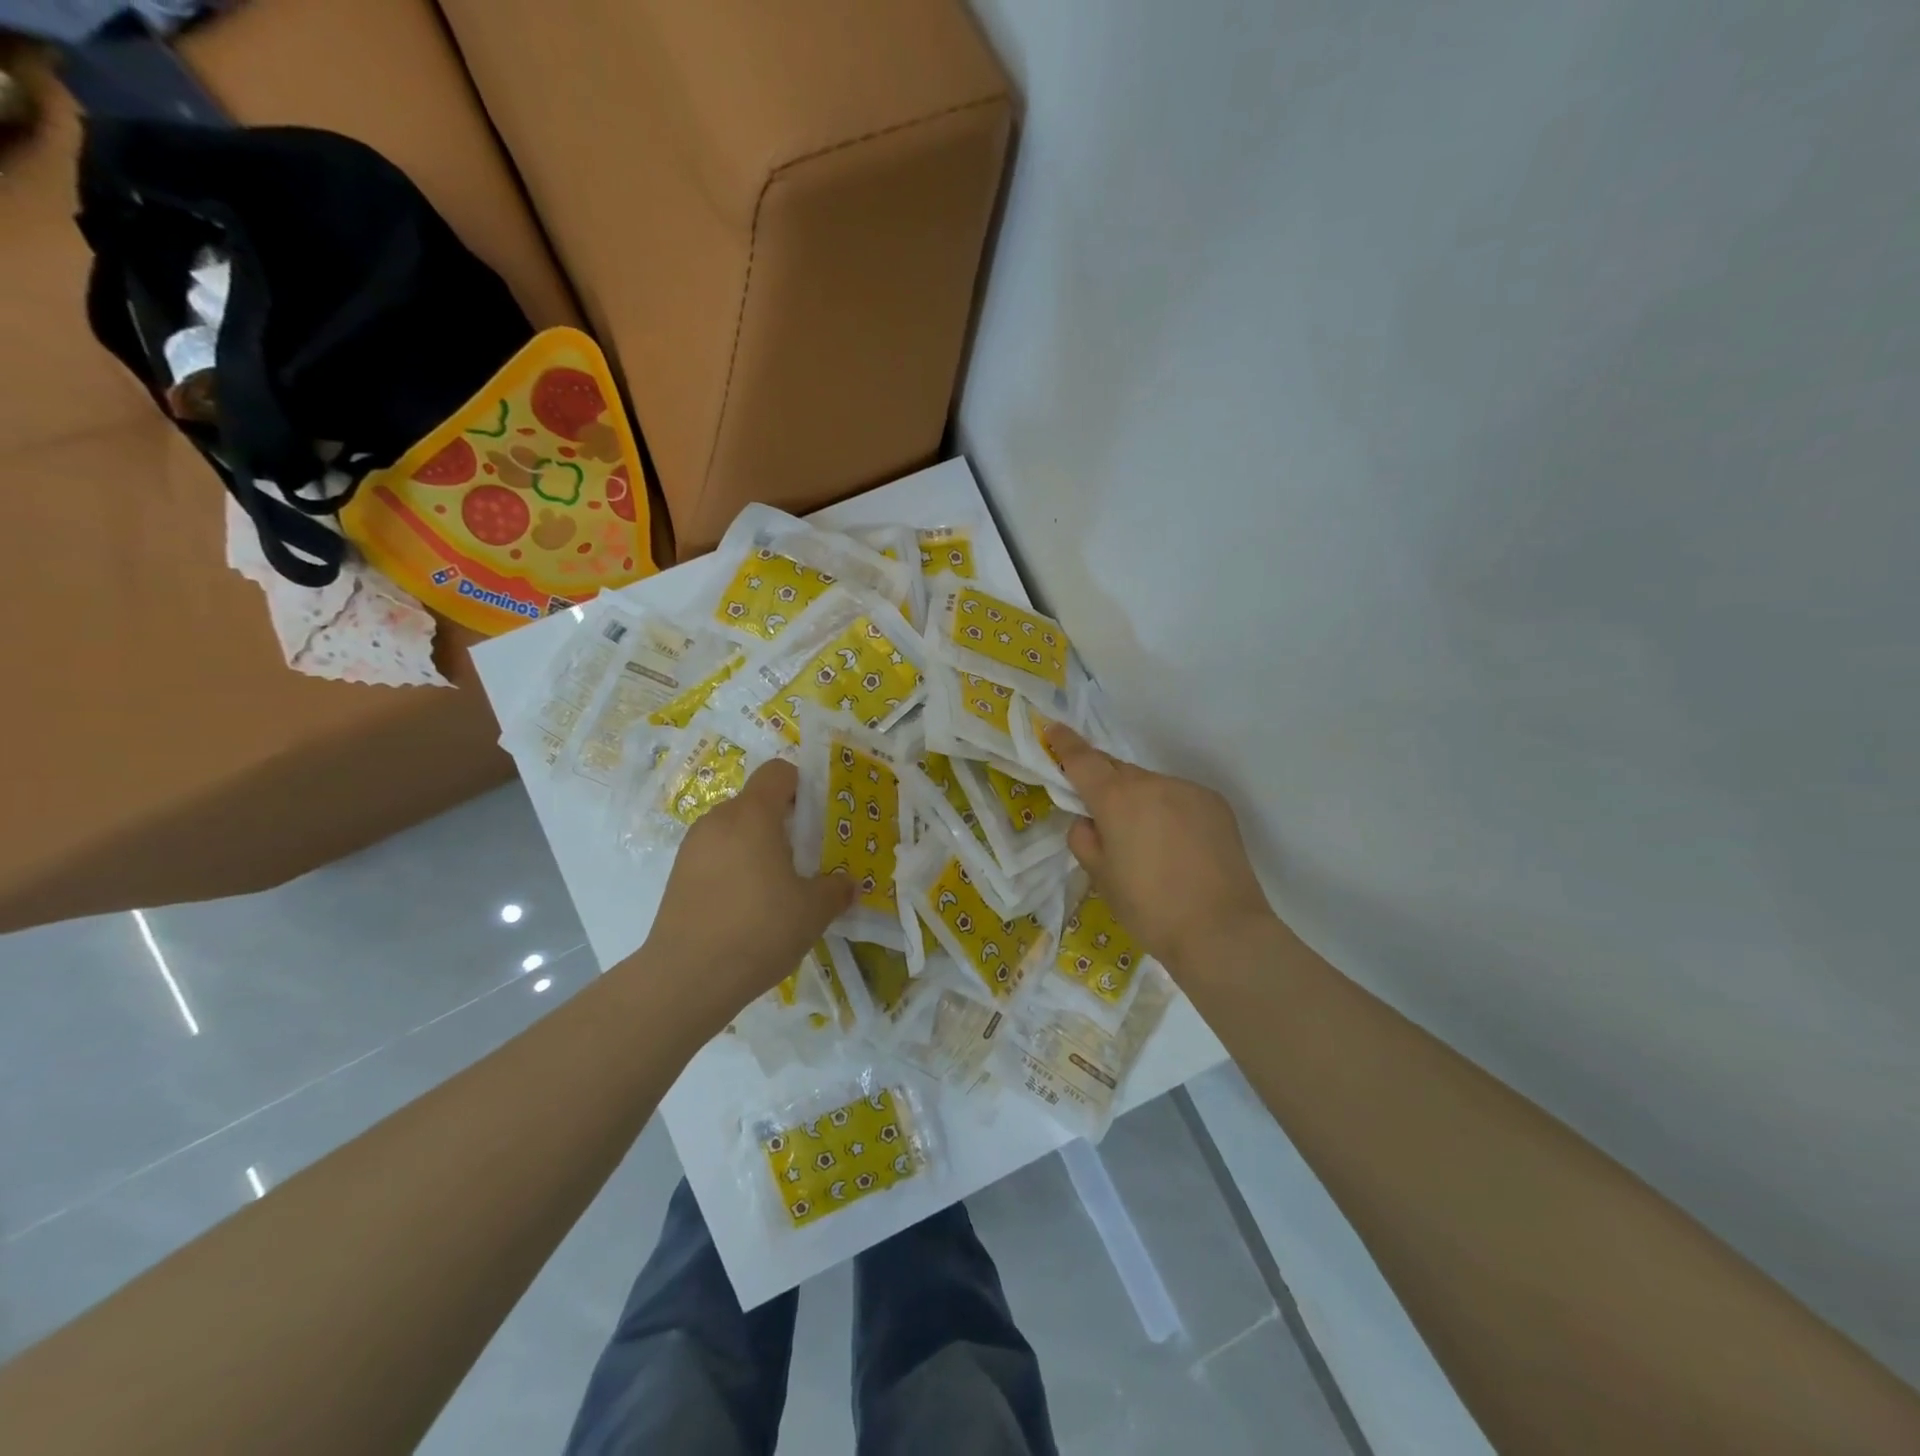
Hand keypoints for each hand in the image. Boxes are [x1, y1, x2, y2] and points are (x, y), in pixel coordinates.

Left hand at [639, 760, 852, 1027]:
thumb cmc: (759, 929)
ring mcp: (692, 848)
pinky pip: (715, 856)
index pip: (777, 772)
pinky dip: (734, 869)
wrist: (687, 978)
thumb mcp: (813, 911)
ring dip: (757, 847)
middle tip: (805, 859)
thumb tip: (847, 883)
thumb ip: (835, 889)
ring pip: (734, 831)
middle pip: (755, 802)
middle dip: (782, 823)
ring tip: (776, 888)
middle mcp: (718, 820)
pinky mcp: (677, 876)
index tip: (817, 819)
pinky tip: (747, 908)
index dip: (801, 785)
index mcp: (753, 815)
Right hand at [1048, 724, 1274, 970]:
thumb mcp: (1100, 876)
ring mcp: (1188, 790)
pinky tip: (1177, 846)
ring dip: (1140, 801)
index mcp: (1116, 798)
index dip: (1064, 743)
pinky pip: (1179, 798)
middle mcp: (1152, 783)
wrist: (1221, 931)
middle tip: (1100, 814)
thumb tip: (1090, 820)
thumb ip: (1084, 838)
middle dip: (1104, 784)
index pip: (1082, 760)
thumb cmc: (1149, 908)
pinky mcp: (1216, 804)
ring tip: (1147, 843)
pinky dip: (1169, 811)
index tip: (1052, 729)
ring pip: (1150, 786)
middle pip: (1117, 771)